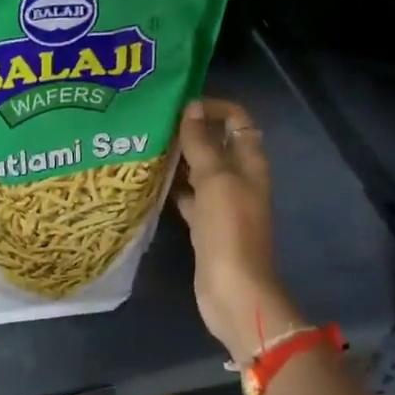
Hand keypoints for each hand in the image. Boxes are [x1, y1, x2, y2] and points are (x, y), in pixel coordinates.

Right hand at [173, 99, 299, 362]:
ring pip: (199, 171)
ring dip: (178, 159)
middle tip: (153, 123)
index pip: (238, 120)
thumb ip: (202, 143)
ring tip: (144, 146)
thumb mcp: (215, 180)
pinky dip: (172, 188)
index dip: (215, 107)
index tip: (180, 105)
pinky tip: (147, 182)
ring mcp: (222, 204)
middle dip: (190, 131)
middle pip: (217, 144)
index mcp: (250, 163)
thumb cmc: (229, 230)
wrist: (233, 289)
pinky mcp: (205, 226)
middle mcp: (239, 179)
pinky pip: (188, 197)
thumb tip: (191, 107)